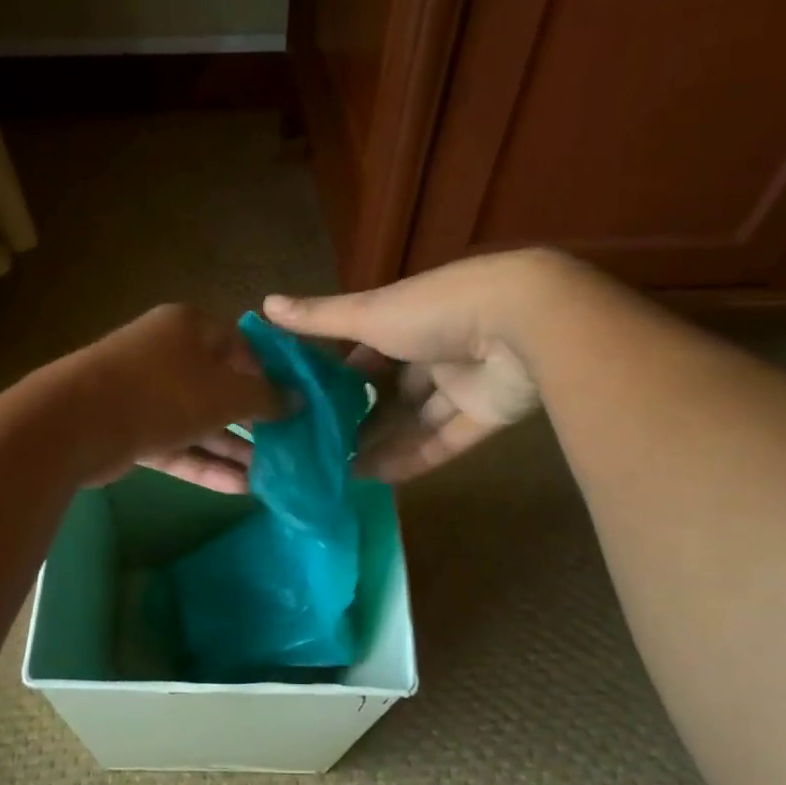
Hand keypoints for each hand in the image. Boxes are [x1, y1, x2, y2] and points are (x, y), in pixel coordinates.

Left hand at [62, 305, 279, 492]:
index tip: (296, 405)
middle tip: (290, 445)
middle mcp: (167, 355)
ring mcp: (145, 394)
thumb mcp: (224, 393)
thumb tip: (297, 400)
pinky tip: (241, 488)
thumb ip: (264, 398)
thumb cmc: (162, 392)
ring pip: (199, 421)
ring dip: (233, 448)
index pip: (240, 346)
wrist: (76, 422)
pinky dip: (204, 464)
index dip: (270, 375)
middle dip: (254, 419)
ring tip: (274, 475)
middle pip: (220, 387)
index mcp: (189, 328)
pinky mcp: (130, 430)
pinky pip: (177, 445)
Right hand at [263, 251, 550, 481]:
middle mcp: (432, 349)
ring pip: (416, 419)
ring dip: (381, 442)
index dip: (337, 374)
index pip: (365, 349)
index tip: (305, 400)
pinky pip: (444, 441)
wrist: (522, 324)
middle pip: (391, 388)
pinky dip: (413, 459)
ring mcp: (462, 382)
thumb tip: (263, 304)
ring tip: (338, 469)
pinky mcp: (486, 414)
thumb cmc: (434, 311)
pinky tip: (374, 479)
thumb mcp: (369, 314)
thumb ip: (319, 318)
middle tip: (319, 445)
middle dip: (359, 414)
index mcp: (407, 319)